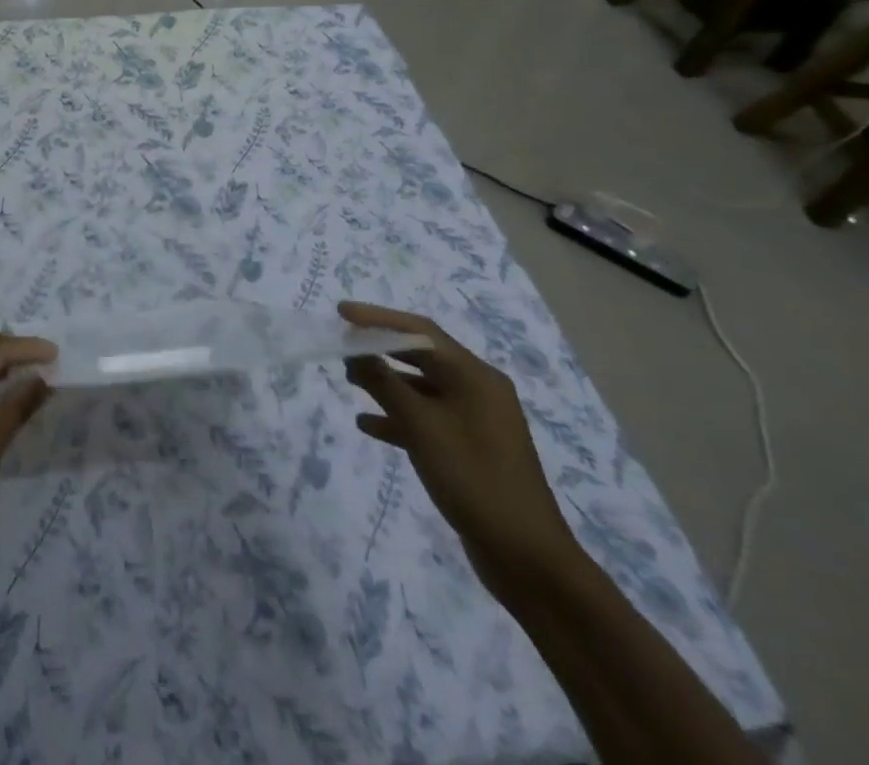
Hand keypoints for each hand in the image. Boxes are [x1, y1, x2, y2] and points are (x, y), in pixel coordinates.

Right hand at [339, 301, 580, 599]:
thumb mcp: (420, 425)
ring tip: (349, 380)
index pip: (421, 331)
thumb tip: (356, 350)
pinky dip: (398, 417)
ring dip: (386, 382)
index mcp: (475, 376)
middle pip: (422, 355)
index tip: (342, 312)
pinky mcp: (471, 449)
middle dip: (381, 348)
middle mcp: (479, 391)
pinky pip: (428, 419)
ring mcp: (477, 421)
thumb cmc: (472, 477)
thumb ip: (383, 382)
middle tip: (343, 344)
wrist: (526, 557)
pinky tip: (368, 425)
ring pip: (422, 388)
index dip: (378, 318)